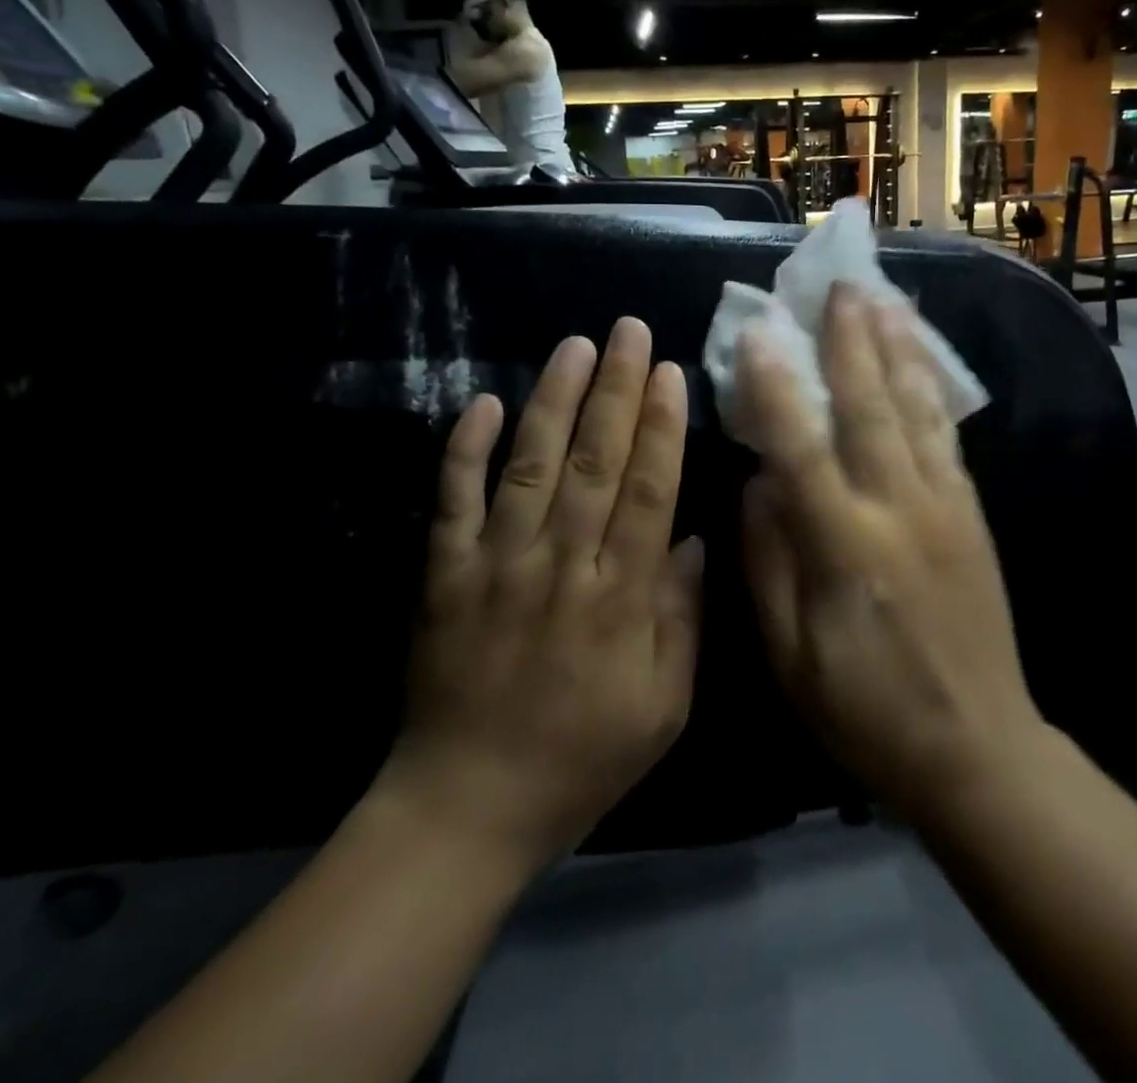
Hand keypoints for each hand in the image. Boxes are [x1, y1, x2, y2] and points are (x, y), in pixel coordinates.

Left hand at [380, 319, 702, 870]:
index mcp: (618, 597)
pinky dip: (464, 450)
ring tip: (574, 346)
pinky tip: (480, 402)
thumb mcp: (664, 708)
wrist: (467, 805)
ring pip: (530, 466)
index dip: (660, 426)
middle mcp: (559, 564)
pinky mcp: (444, 574)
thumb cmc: (581, 757)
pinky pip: (452, 501)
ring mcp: (496, 564)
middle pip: (595, 462)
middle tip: (628, 331)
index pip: (647, 491)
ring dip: (553, 401)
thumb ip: (681, 619)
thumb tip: (692, 539)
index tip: (669, 372)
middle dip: (615, 390)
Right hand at [738, 285, 1042, 820]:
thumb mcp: (790, 654)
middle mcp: (899, 510)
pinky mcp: (972, 512)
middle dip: (850, 340)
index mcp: (845, 547)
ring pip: (917, 408)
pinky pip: (948, 434)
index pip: (801, 448)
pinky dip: (932, 385)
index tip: (759, 331)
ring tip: (884, 297)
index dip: (776, 386)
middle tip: (838, 283)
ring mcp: (945, 505)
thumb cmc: (865, 708)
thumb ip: (768, 560)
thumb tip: (758, 482)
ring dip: (897, 347)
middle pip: (870, 407)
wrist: (977, 746)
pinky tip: (922, 356)